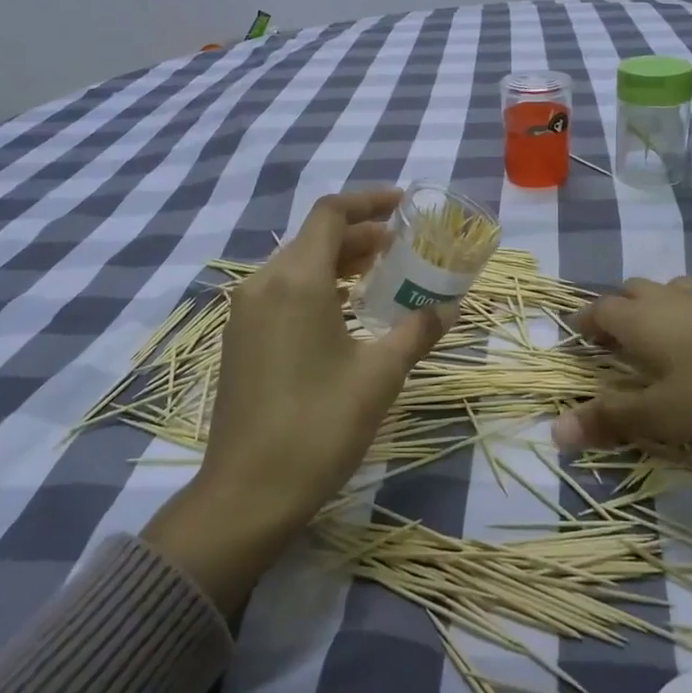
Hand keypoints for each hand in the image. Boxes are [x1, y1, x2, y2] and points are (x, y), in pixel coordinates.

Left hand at [143, 190, 451, 611]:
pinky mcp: (241, 338)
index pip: (331, 214)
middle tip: (403, 247)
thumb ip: (417, 331)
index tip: (404, 205)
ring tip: (382, 276)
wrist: (248, 491)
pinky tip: (345, 312)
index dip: (369, 201)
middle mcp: (263, 283)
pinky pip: (282, 292)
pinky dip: (317, 286)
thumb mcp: (379, 375)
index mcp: (295, 280)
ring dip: (339, 261)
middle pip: (314, 237)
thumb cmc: (319, 425)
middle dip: (361, 235)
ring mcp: (246, 312)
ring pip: (297, 265)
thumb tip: (450, 308)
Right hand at [551, 277, 691, 473]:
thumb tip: (555, 431)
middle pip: (631, 291)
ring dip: (656, 307)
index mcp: (642, 320)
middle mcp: (670, 300)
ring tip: (660, 336)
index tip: (576, 339)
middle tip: (615, 342)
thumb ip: (611, 419)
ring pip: (670, 291)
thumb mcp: (664, 416)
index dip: (583, 324)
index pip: (598, 311)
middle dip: (616, 311)